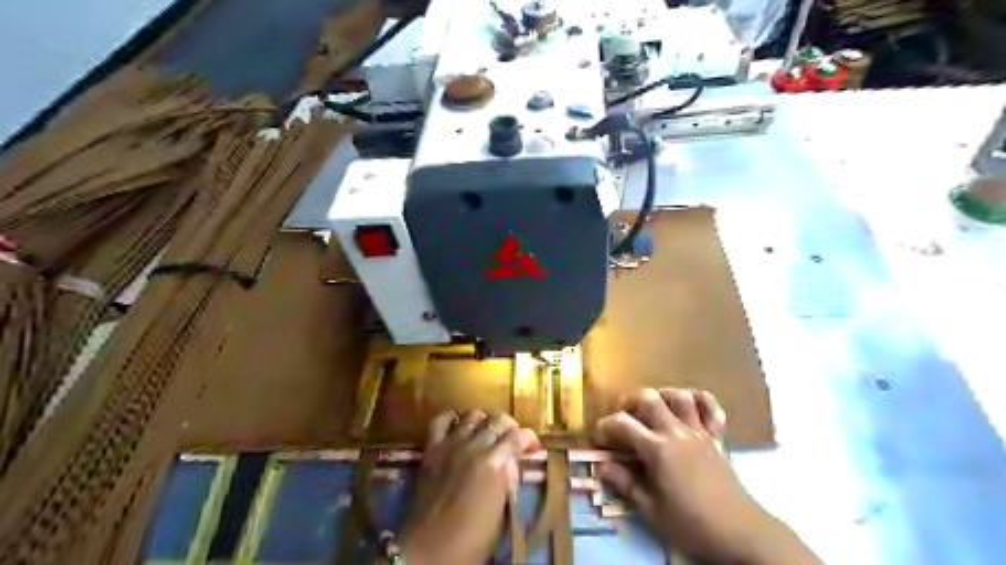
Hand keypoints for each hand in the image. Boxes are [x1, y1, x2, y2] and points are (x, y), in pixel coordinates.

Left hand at [402, 411, 541, 564]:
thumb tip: (511, 464)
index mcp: (497, 463)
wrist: (429, 549)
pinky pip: (441, 420)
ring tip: (485, 433)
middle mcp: (477, 446)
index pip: (521, 436)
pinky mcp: (432, 448)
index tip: (533, 447)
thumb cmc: (471, 539)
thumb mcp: (502, 512)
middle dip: (509, 426)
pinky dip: (452, 419)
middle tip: (511, 439)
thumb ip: (508, 480)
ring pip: (473, 415)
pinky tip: (458, 427)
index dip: (530, 439)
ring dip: (484, 421)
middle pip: (498, 419)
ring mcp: (453, 443)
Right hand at [595, 389, 816, 563]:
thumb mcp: (651, 510)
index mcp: (657, 449)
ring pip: (679, 396)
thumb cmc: (691, 524)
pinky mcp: (717, 437)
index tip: (599, 439)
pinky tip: (688, 406)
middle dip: (629, 402)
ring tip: (652, 409)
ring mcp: (699, 431)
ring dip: (662, 396)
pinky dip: (699, 400)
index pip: (623, 423)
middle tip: (622, 418)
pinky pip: (711, 408)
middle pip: (649, 397)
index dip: (605, 426)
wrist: (740, 533)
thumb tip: (603, 466)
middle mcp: (676, 432)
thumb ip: (625, 483)